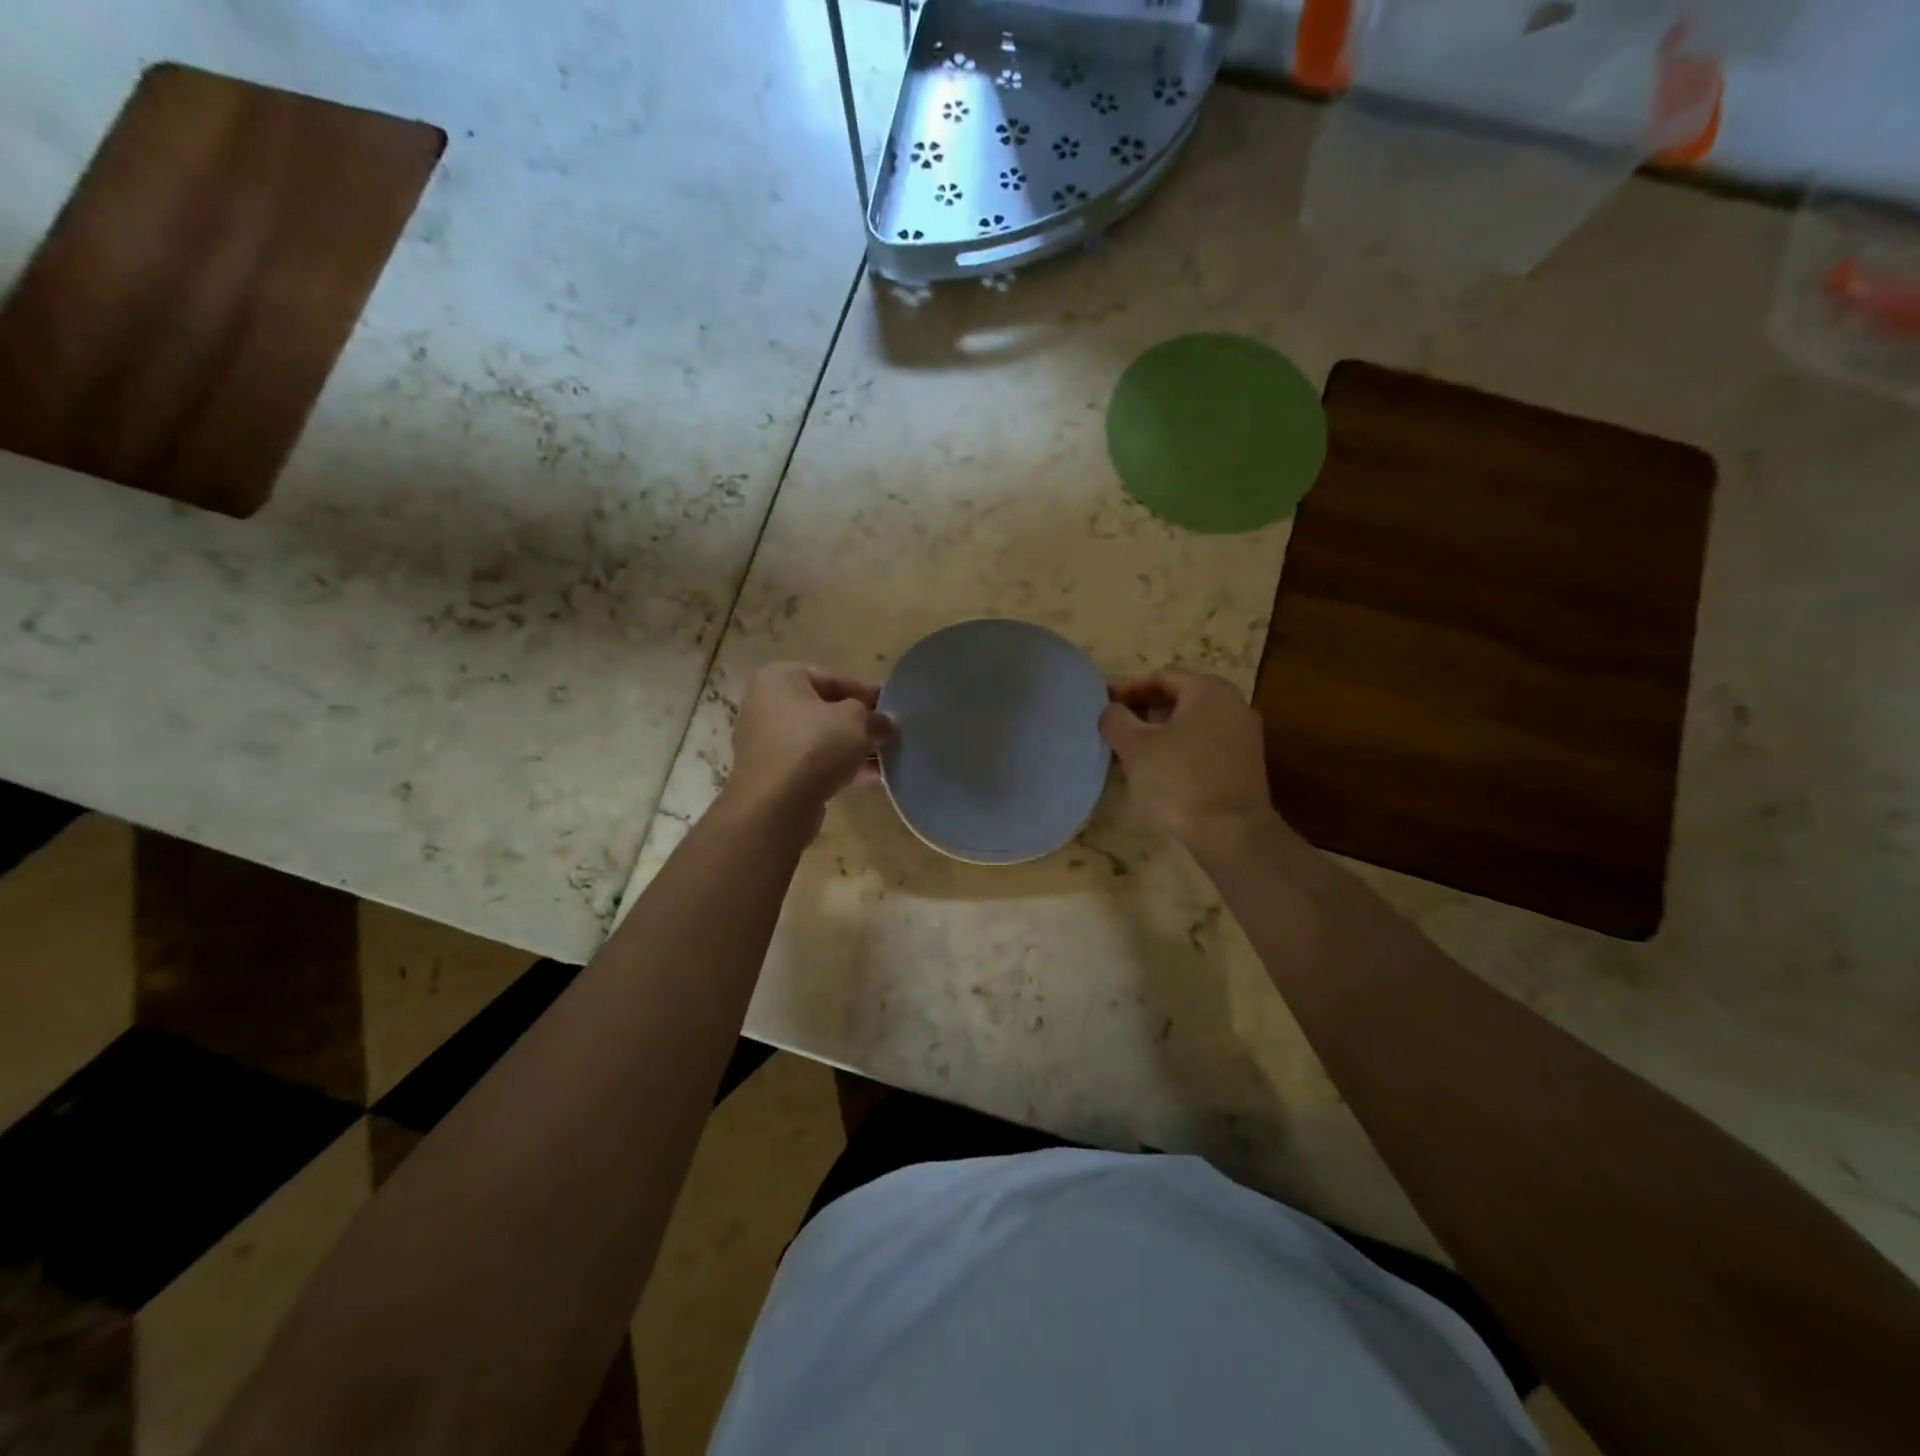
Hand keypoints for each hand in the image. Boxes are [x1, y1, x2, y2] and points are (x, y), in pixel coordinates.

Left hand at [723, 663, 893, 830]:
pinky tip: (870, 777)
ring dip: (852, 748)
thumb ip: (875, 716)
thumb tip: (884, 724)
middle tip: (890, 734)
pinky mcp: (773, 774)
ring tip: (886, 758)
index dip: (867, 693)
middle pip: (825, 709)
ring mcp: (767, 742)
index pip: (834, 678)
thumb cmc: (815, 746)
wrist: (776, 806)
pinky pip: (813, 762)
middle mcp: (767, 704)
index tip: (893, 708)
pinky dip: (838, 767)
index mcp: (781, 678)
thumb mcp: (857, 720)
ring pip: (820, 739)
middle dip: (860, 723)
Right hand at [1099, 671, 1276, 851]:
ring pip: (1193, 722)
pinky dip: (1181, 747)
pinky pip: (1206, 743)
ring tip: (1133, 750)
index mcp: (1208, 690)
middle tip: (1116, 727)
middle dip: (1144, 710)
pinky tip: (1161, 769)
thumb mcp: (1135, 748)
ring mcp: (1244, 734)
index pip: (1160, 678)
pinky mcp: (1246, 762)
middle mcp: (1233, 703)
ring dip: (1162, 731)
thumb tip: (1112, 710)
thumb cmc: (1179, 781)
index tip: (1102, 705)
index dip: (1127, 690)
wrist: (1232, 834)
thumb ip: (1115, 720)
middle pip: (1179, 698)